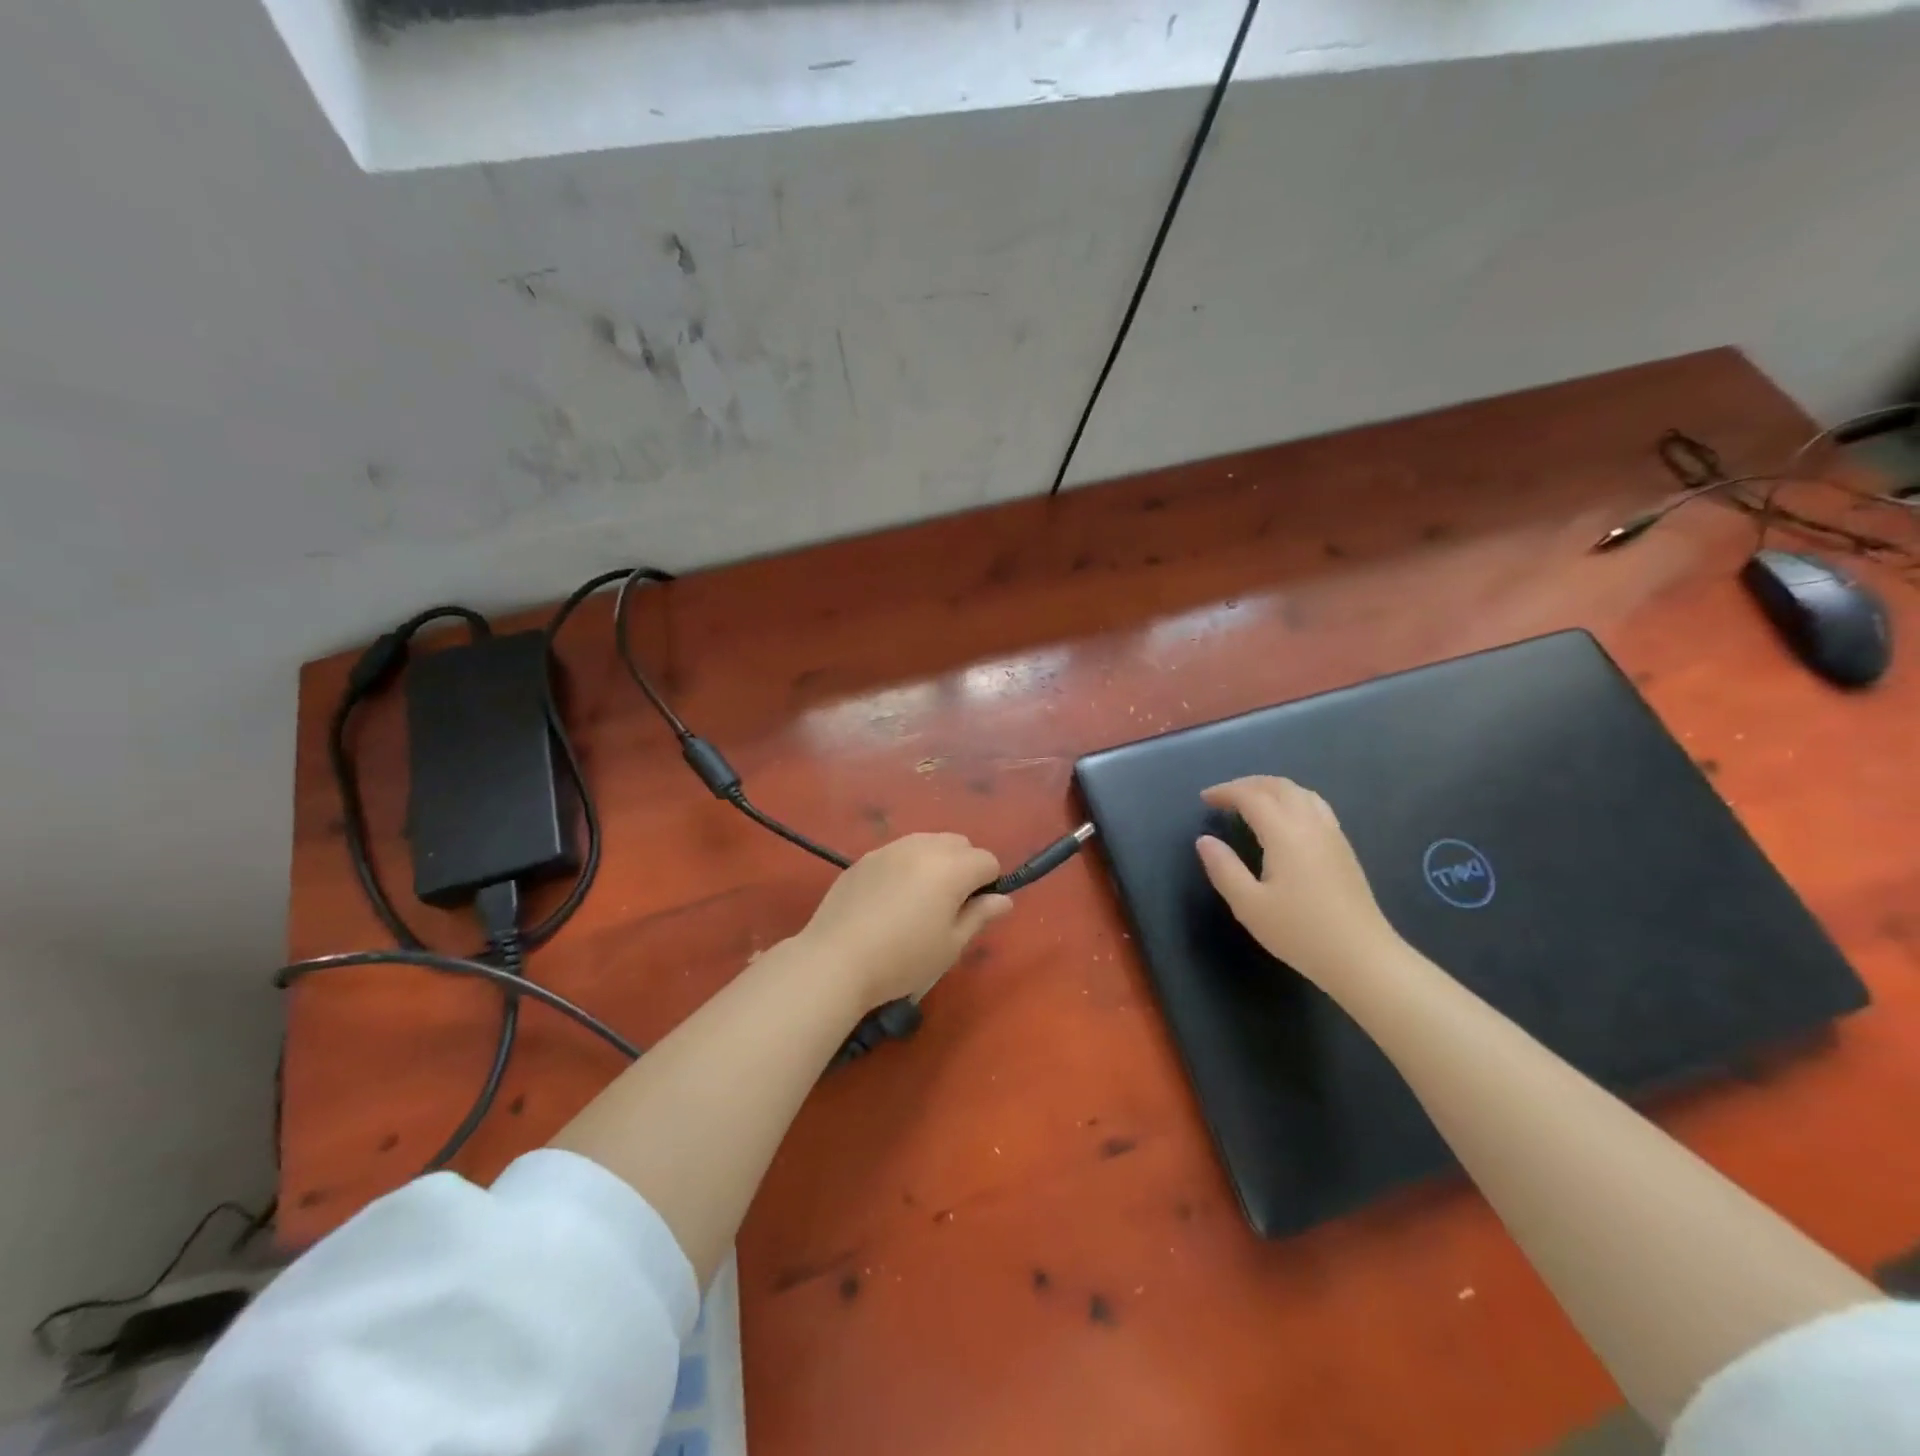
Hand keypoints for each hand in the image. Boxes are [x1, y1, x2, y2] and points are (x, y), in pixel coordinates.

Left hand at [797, 833, 1012, 1007]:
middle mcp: (923, 847)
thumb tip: (1003, 900)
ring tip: (919, 901)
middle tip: (948, 906)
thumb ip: (980, 916)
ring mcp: (890, 848)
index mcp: (952, 867)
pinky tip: (890, 900)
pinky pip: (898, 852)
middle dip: (964, 867)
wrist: (836, 959)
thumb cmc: (903, 959)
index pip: (987, 860)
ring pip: (927, 842)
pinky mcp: (865, 858)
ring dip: (935, 862)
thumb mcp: (951, 945)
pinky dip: (906, 866)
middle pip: (959, 843)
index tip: (972, 912)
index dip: (988, 885)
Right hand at [1195, 777, 1400, 987]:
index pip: (1252, 797)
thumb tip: (1205, 841)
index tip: (1204, 799)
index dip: (1226, 792)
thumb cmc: (1300, 932)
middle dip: (1248, 784)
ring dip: (1272, 788)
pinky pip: (1315, 806)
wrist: (1361, 957)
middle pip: (1279, 786)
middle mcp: (1310, 824)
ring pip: (1301, 793)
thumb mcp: (1249, 905)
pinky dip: (1292, 799)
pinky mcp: (1343, 848)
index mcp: (1285, 833)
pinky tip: (1285, 819)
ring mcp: (1332, 834)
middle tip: (1224, 796)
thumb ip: (1223, 868)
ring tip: (1251, 801)